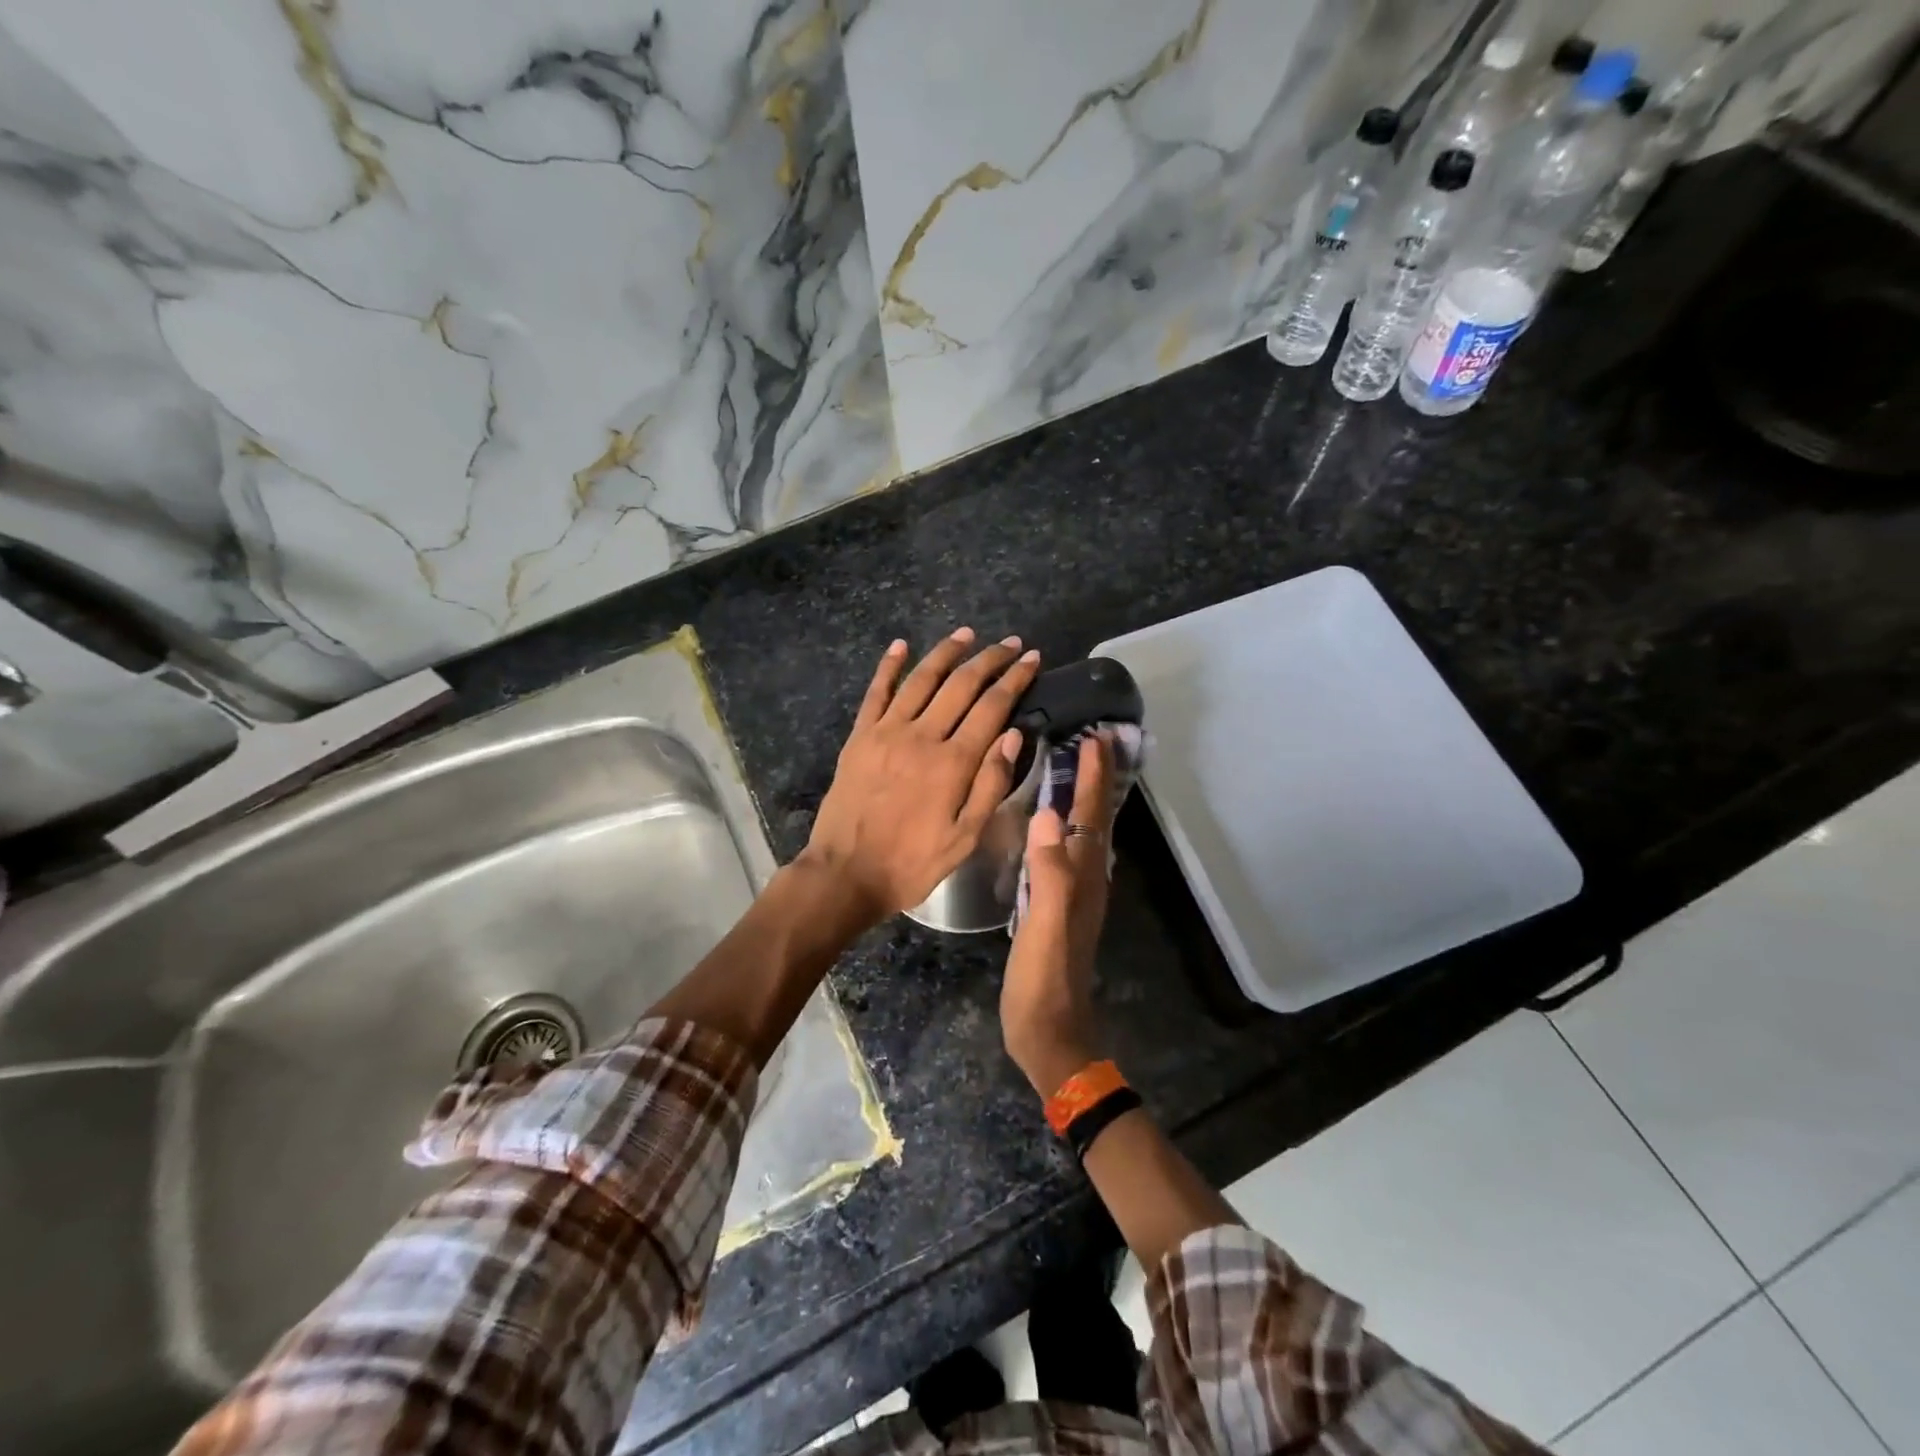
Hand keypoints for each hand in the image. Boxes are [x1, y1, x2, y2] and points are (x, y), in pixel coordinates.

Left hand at [802, 628, 1041, 923]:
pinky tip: (900, 645)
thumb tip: (1014, 734)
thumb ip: (991, 784)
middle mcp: (922, 736)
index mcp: (953, 762)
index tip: (1032, 659)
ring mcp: (886, 732)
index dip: (1015, 679)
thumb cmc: (913, 862)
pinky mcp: (859, 736)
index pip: (992, 707)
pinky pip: (876, 692)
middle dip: (990, 659)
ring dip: (946, 652)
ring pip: (922, 679)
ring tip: (967, 634)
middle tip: (1010, 643)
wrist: (846, 873)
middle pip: (961, 685)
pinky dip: (889, 665)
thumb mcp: (966, 837)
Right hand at [1001, 734, 1115, 1094]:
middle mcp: (1086, 879)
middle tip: (1092, 739)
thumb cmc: (1044, 981)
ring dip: (1086, 798)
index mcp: (1084, 878)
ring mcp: (1075, 894)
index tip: (1095, 736)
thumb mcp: (1045, 928)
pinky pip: (1068, 851)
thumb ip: (1049, 874)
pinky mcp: (1059, 906)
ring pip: (1087, 833)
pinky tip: (1051, 823)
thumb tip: (1048, 815)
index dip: (1094, 776)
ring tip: (1075, 767)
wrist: (1049, 1033)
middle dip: (1098, 779)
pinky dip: (1068, 825)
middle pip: (1098, 819)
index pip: (1092, 816)